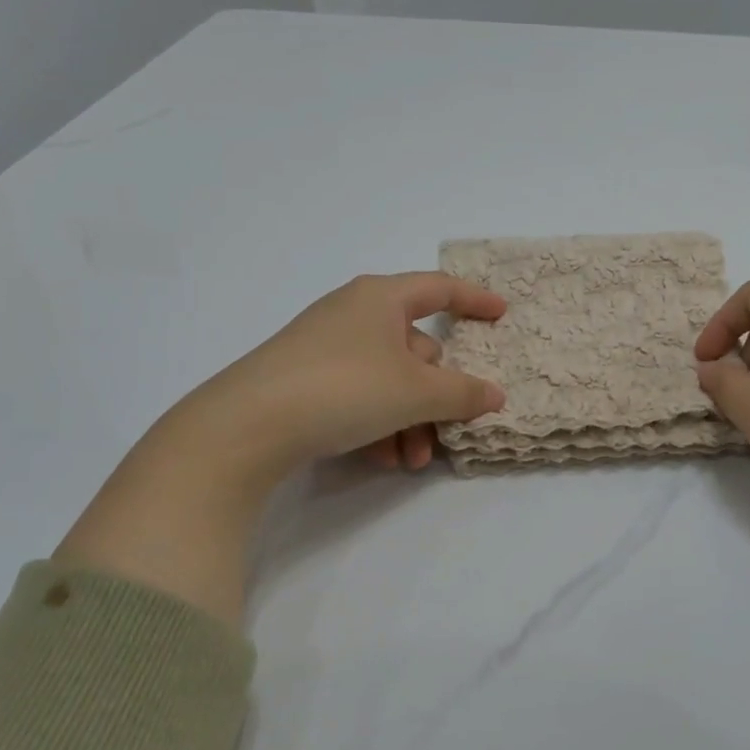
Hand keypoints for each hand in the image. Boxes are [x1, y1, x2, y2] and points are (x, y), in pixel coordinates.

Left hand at [186, 271, 507, 476]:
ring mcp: (324, 347)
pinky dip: (377, 424)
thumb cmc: (345, 387)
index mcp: (381, 298)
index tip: (501, 314)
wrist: (247, 425)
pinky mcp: (303, 379)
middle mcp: (353, 314)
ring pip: (388, 380)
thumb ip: (462, 392)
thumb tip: (494, 395)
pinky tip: (379, 459)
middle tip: (447, 432)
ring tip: (409, 461)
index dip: (474, 299)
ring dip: (409, 420)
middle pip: (415, 349)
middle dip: (436, 395)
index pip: (439, 288)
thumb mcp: (415, 392)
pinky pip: (358, 395)